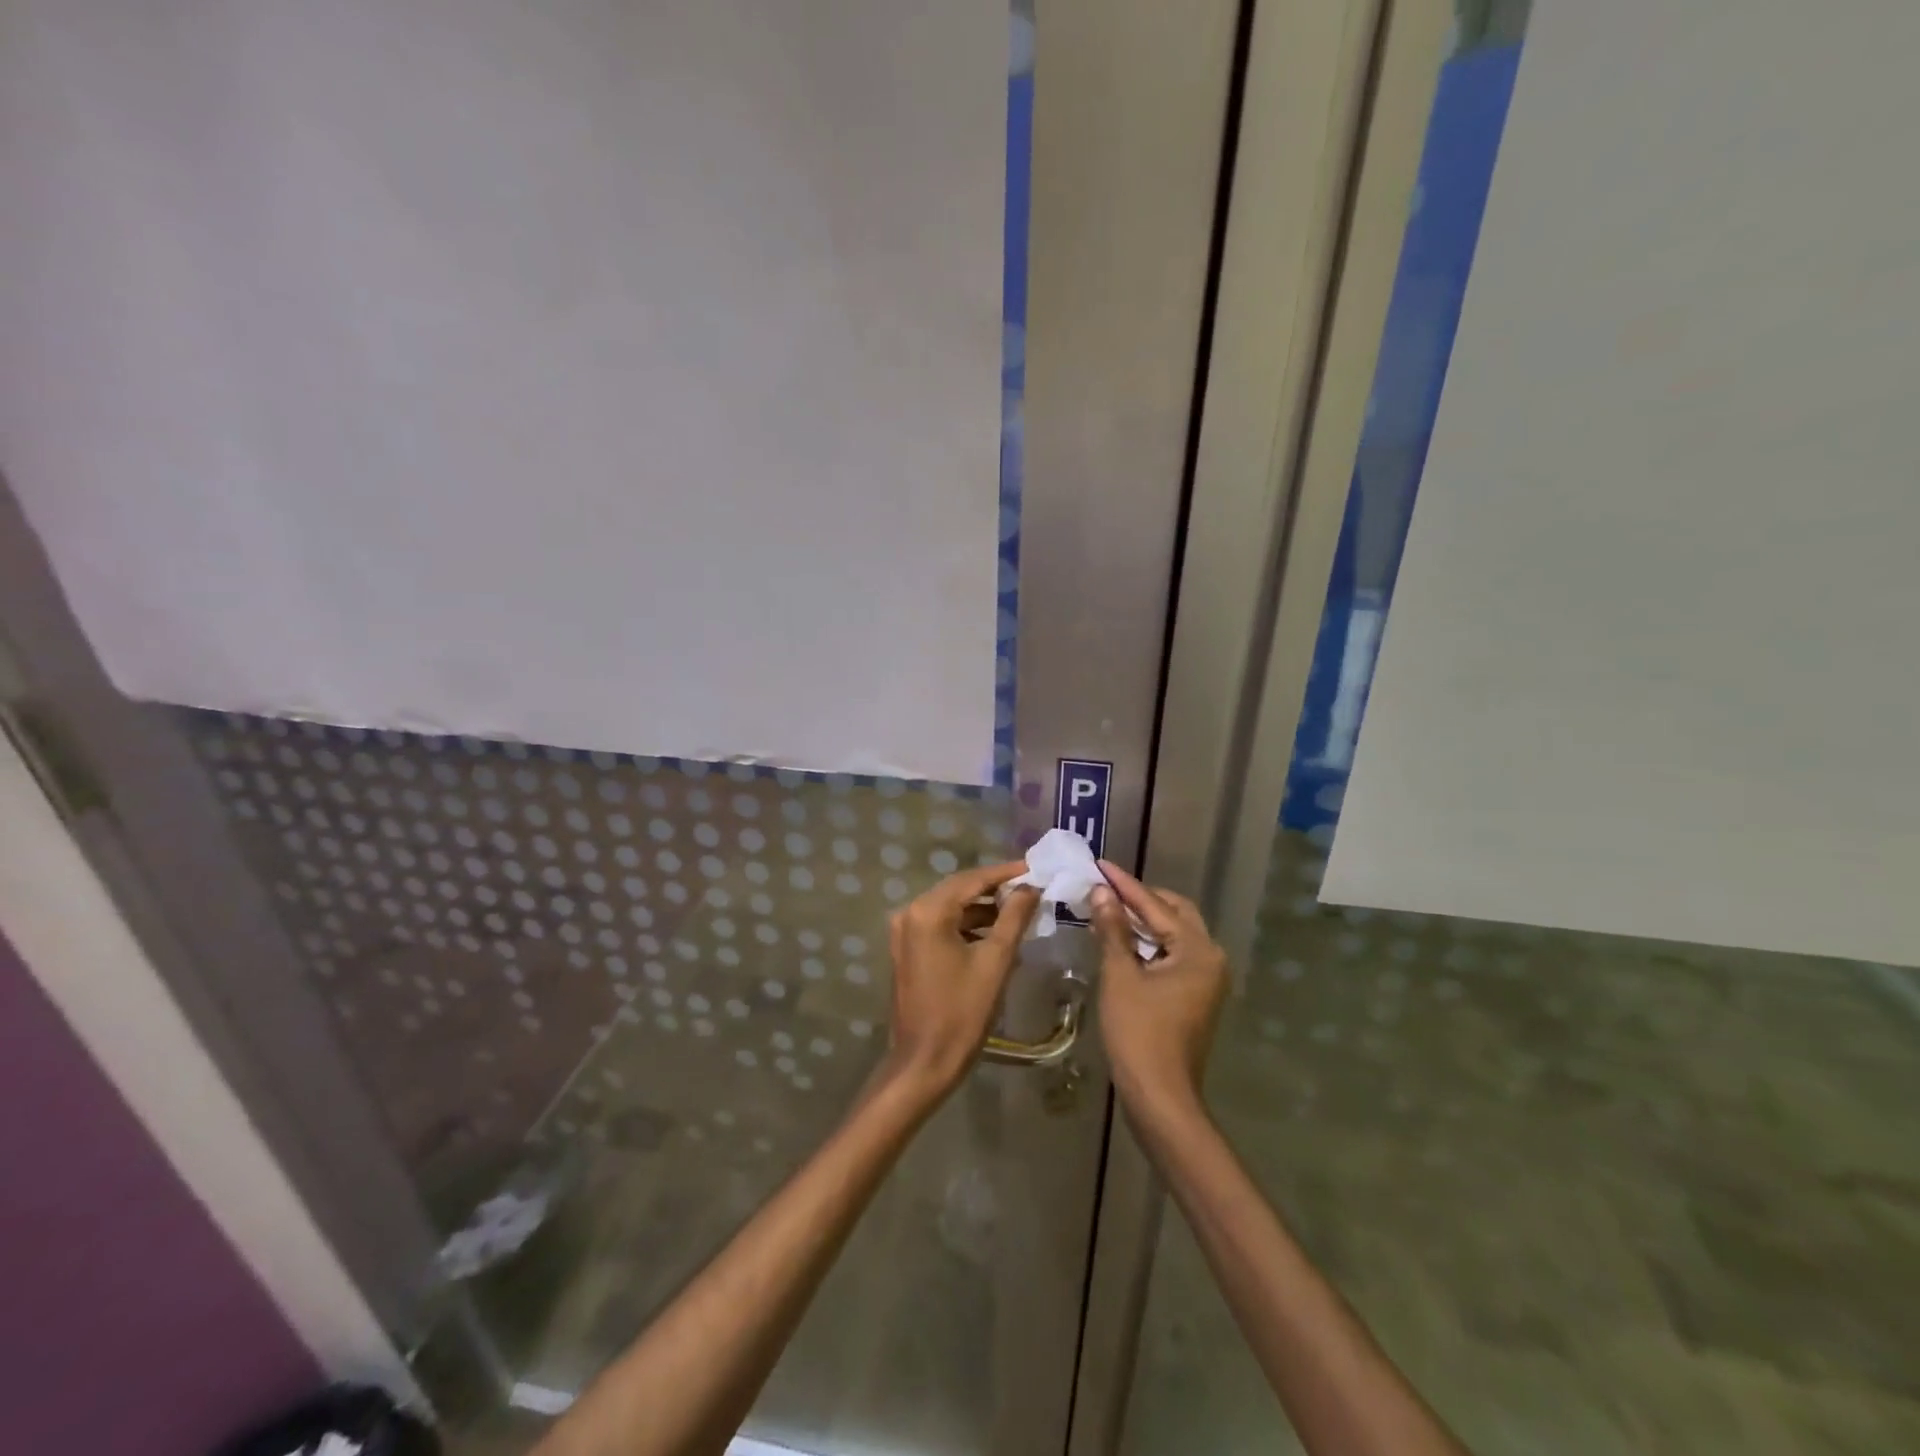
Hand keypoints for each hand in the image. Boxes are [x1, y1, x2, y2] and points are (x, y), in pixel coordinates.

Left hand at [882, 861, 1040, 1099]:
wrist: (924, 1062)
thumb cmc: (962, 1012)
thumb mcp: (996, 961)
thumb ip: (1014, 918)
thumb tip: (1030, 887)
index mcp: (928, 912)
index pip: (972, 880)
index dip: (1005, 873)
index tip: (1034, 868)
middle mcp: (910, 913)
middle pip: (959, 890)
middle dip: (994, 888)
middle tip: (1030, 887)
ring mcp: (905, 932)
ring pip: (950, 908)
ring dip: (982, 909)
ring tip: (1019, 911)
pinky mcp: (907, 950)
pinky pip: (941, 926)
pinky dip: (966, 926)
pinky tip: (994, 933)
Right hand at [1090, 860, 1228, 1121]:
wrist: (1160, 1097)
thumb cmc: (1139, 1033)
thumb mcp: (1120, 976)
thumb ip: (1113, 929)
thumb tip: (1102, 892)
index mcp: (1198, 950)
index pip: (1156, 906)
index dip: (1125, 885)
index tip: (1100, 864)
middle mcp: (1210, 958)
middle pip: (1175, 914)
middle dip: (1140, 899)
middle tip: (1106, 887)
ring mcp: (1206, 979)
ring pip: (1174, 935)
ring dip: (1143, 922)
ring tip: (1108, 908)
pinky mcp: (1196, 996)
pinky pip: (1173, 955)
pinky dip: (1149, 944)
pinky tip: (1122, 940)